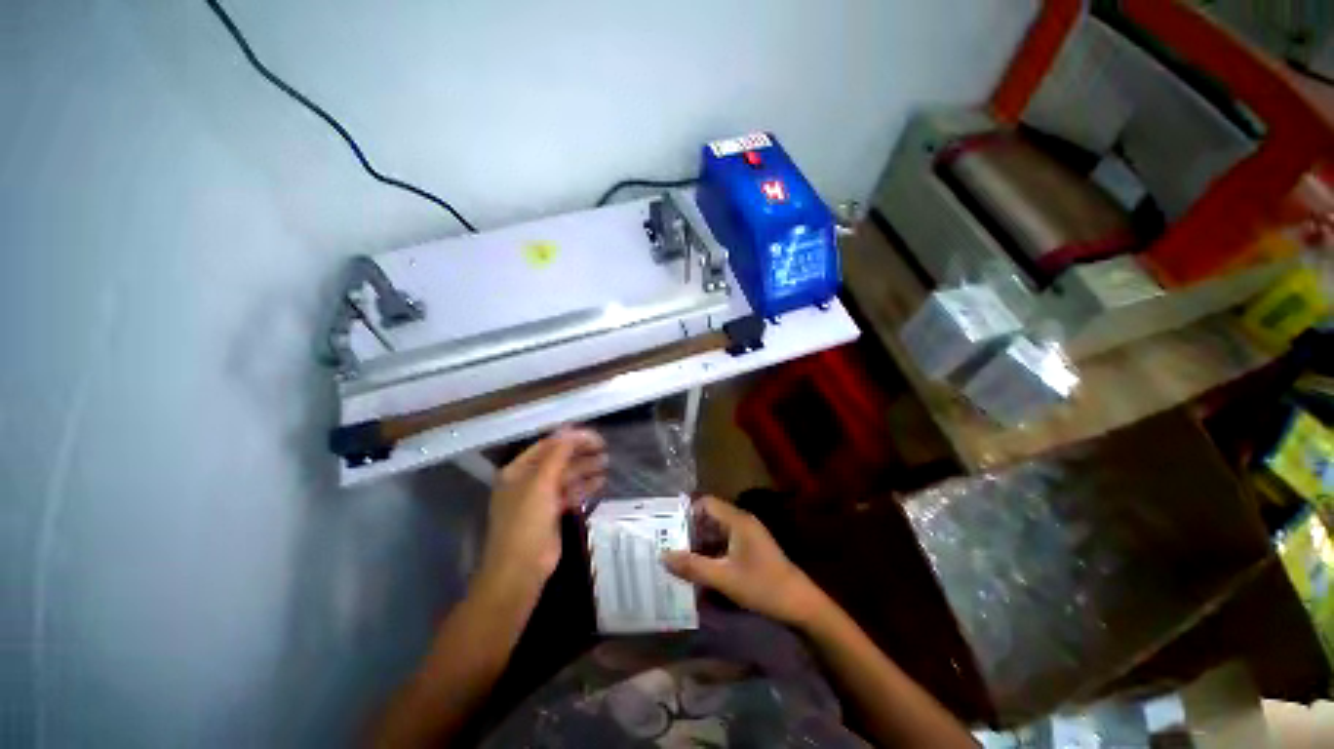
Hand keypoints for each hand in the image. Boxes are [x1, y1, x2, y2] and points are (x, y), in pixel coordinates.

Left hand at [478, 428, 606, 595]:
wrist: (520, 570)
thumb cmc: (526, 522)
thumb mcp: (541, 484)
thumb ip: (557, 455)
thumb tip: (571, 429)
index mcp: (518, 471)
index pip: (547, 446)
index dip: (570, 438)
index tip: (594, 437)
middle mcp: (528, 481)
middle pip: (558, 460)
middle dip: (580, 453)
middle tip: (604, 448)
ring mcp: (540, 498)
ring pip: (566, 476)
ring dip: (585, 469)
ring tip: (606, 463)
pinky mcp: (552, 513)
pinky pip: (570, 493)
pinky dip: (584, 487)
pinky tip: (601, 482)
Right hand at [663, 496, 828, 628]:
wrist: (800, 604)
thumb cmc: (762, 586)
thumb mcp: (724, 578)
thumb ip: (693, 566)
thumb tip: (663, 556)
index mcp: (737, 520)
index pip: (706, 503)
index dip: (687, 512)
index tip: (669, 528)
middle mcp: (742, 521)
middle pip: (710, 517)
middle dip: (690, 529)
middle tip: (669, 544)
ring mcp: (748, 535)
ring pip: (717, 531)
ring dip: (700, 542)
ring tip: (680, 557)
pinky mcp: (751, 548)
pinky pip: (725, 542)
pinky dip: (712, 551)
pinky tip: (701, 568)